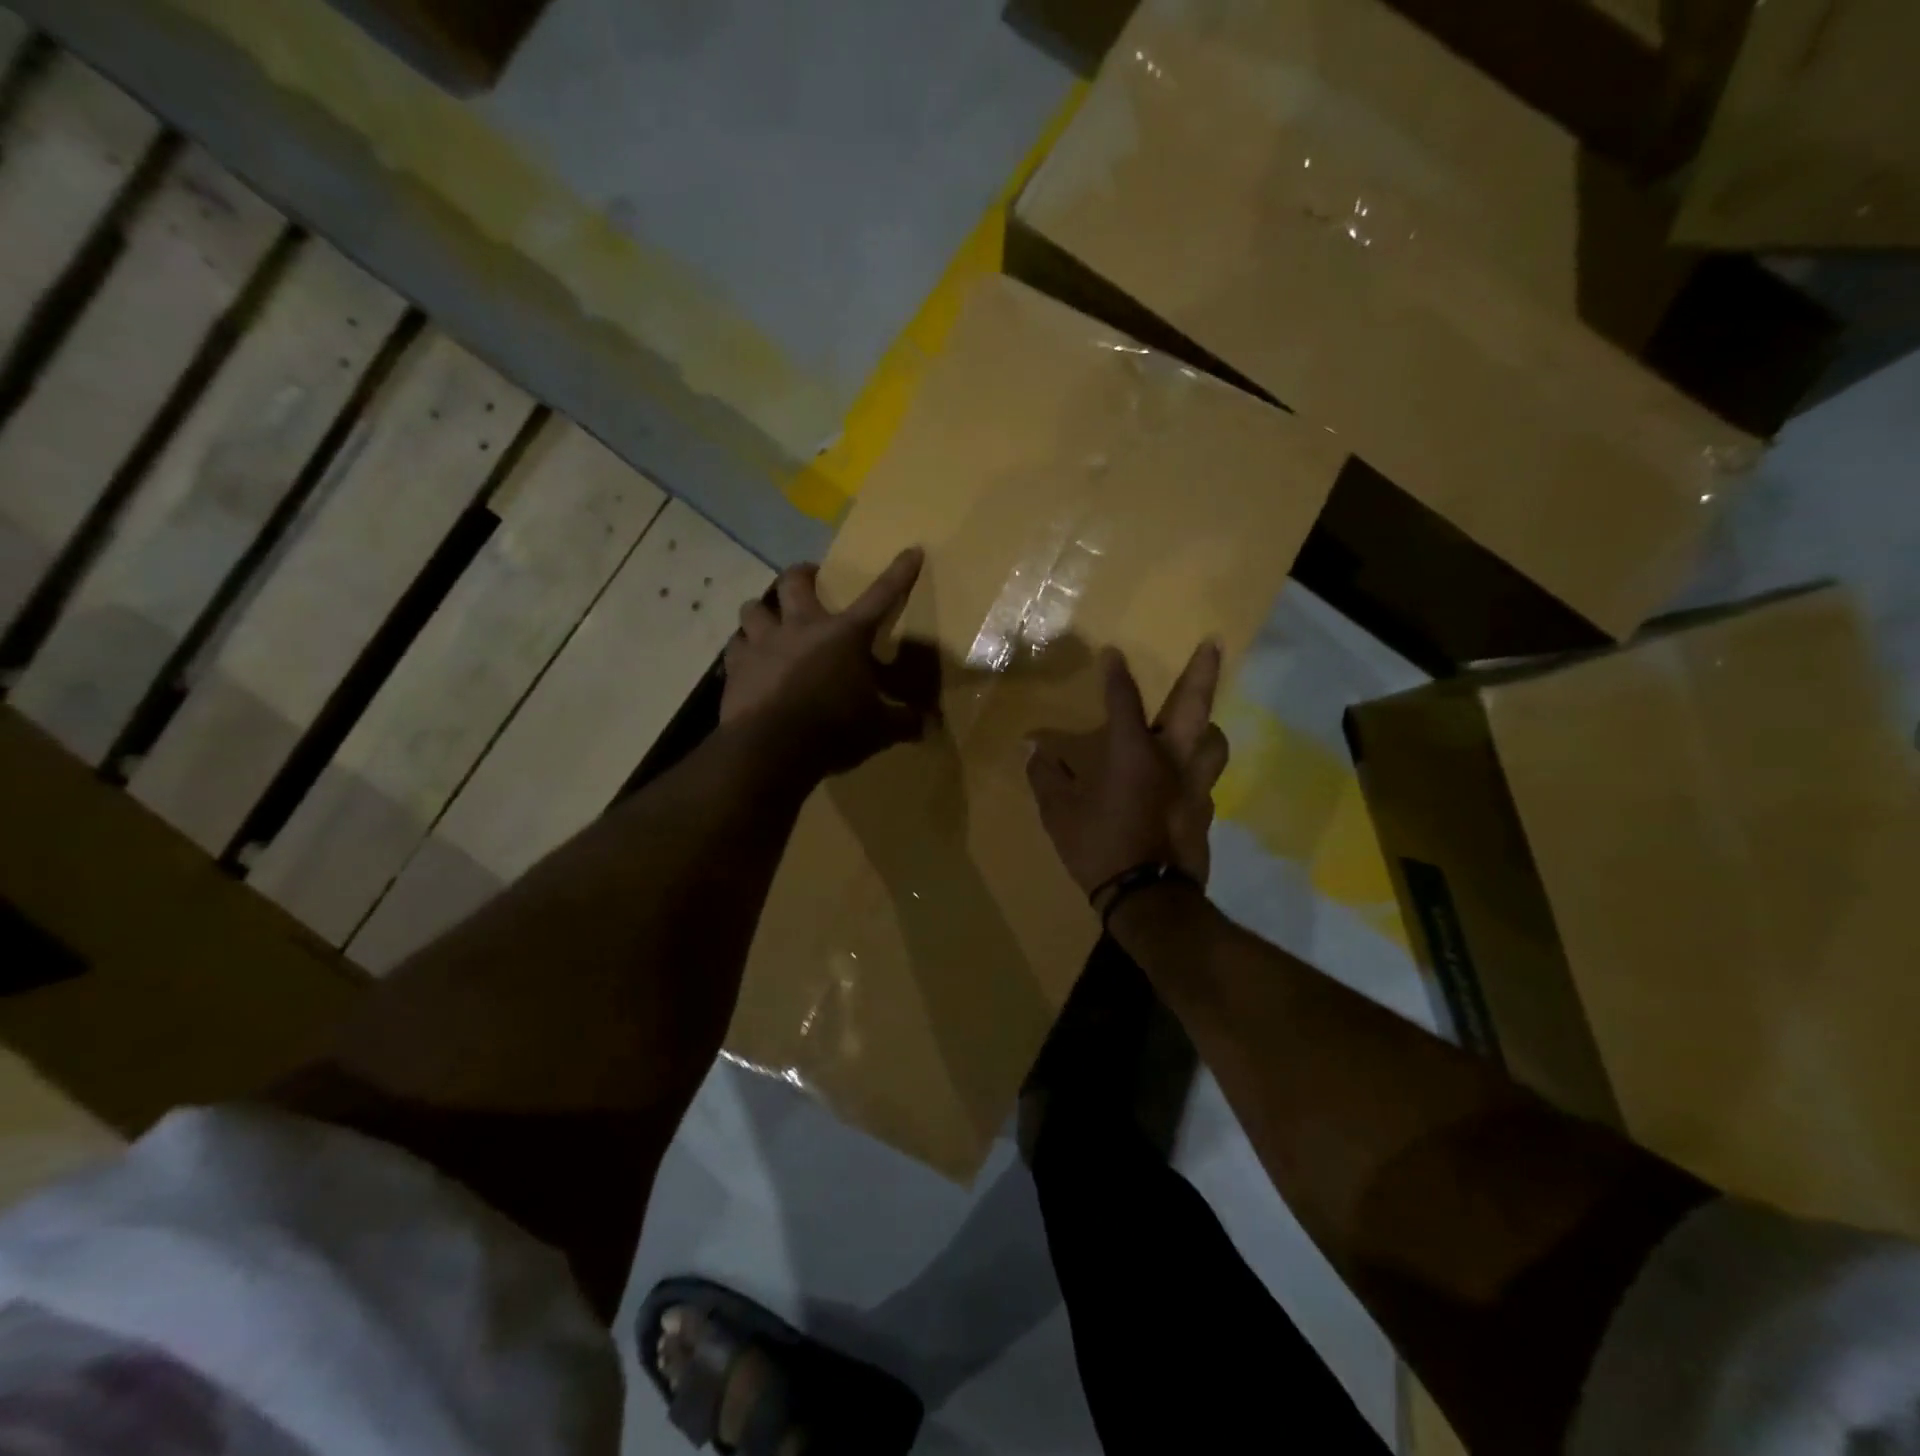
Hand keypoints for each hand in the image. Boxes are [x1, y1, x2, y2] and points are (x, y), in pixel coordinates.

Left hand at [722, 547, 933, 776]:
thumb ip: (903, 722)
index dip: (898, 573)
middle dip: (802, 574)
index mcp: (844, 635)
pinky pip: (736, 646)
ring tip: (769, 621)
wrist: (772, 748)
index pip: (880, 596)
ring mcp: (764, 643)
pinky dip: (743, 649)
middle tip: (809, 579)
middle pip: (794, 581)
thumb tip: (929, 725)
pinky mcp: (737, 666)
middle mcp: (801, 627)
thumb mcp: (879, 729)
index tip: (911, 550)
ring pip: (753, 608)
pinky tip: (748, 660)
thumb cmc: (834, 730)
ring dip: (762, 611)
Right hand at [1026, 642, 1230, 896]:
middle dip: (1202, 671)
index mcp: (1132, 752)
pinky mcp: (1204, 811)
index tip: (1113, 653)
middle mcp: (1171, 758)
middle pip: (1194, 705)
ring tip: (1198, 724)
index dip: (1116, 675)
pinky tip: (1182, 780)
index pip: (1123, 701)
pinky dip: (1196, 769)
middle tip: (1213, 643)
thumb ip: (1046, 775)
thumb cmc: (1099, 847)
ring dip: (1207, 725)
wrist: (1149, 900)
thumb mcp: (1059, 812)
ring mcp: (1194, 785)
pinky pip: (1205, 778)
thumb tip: (1032, 749)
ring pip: (1214, 741)